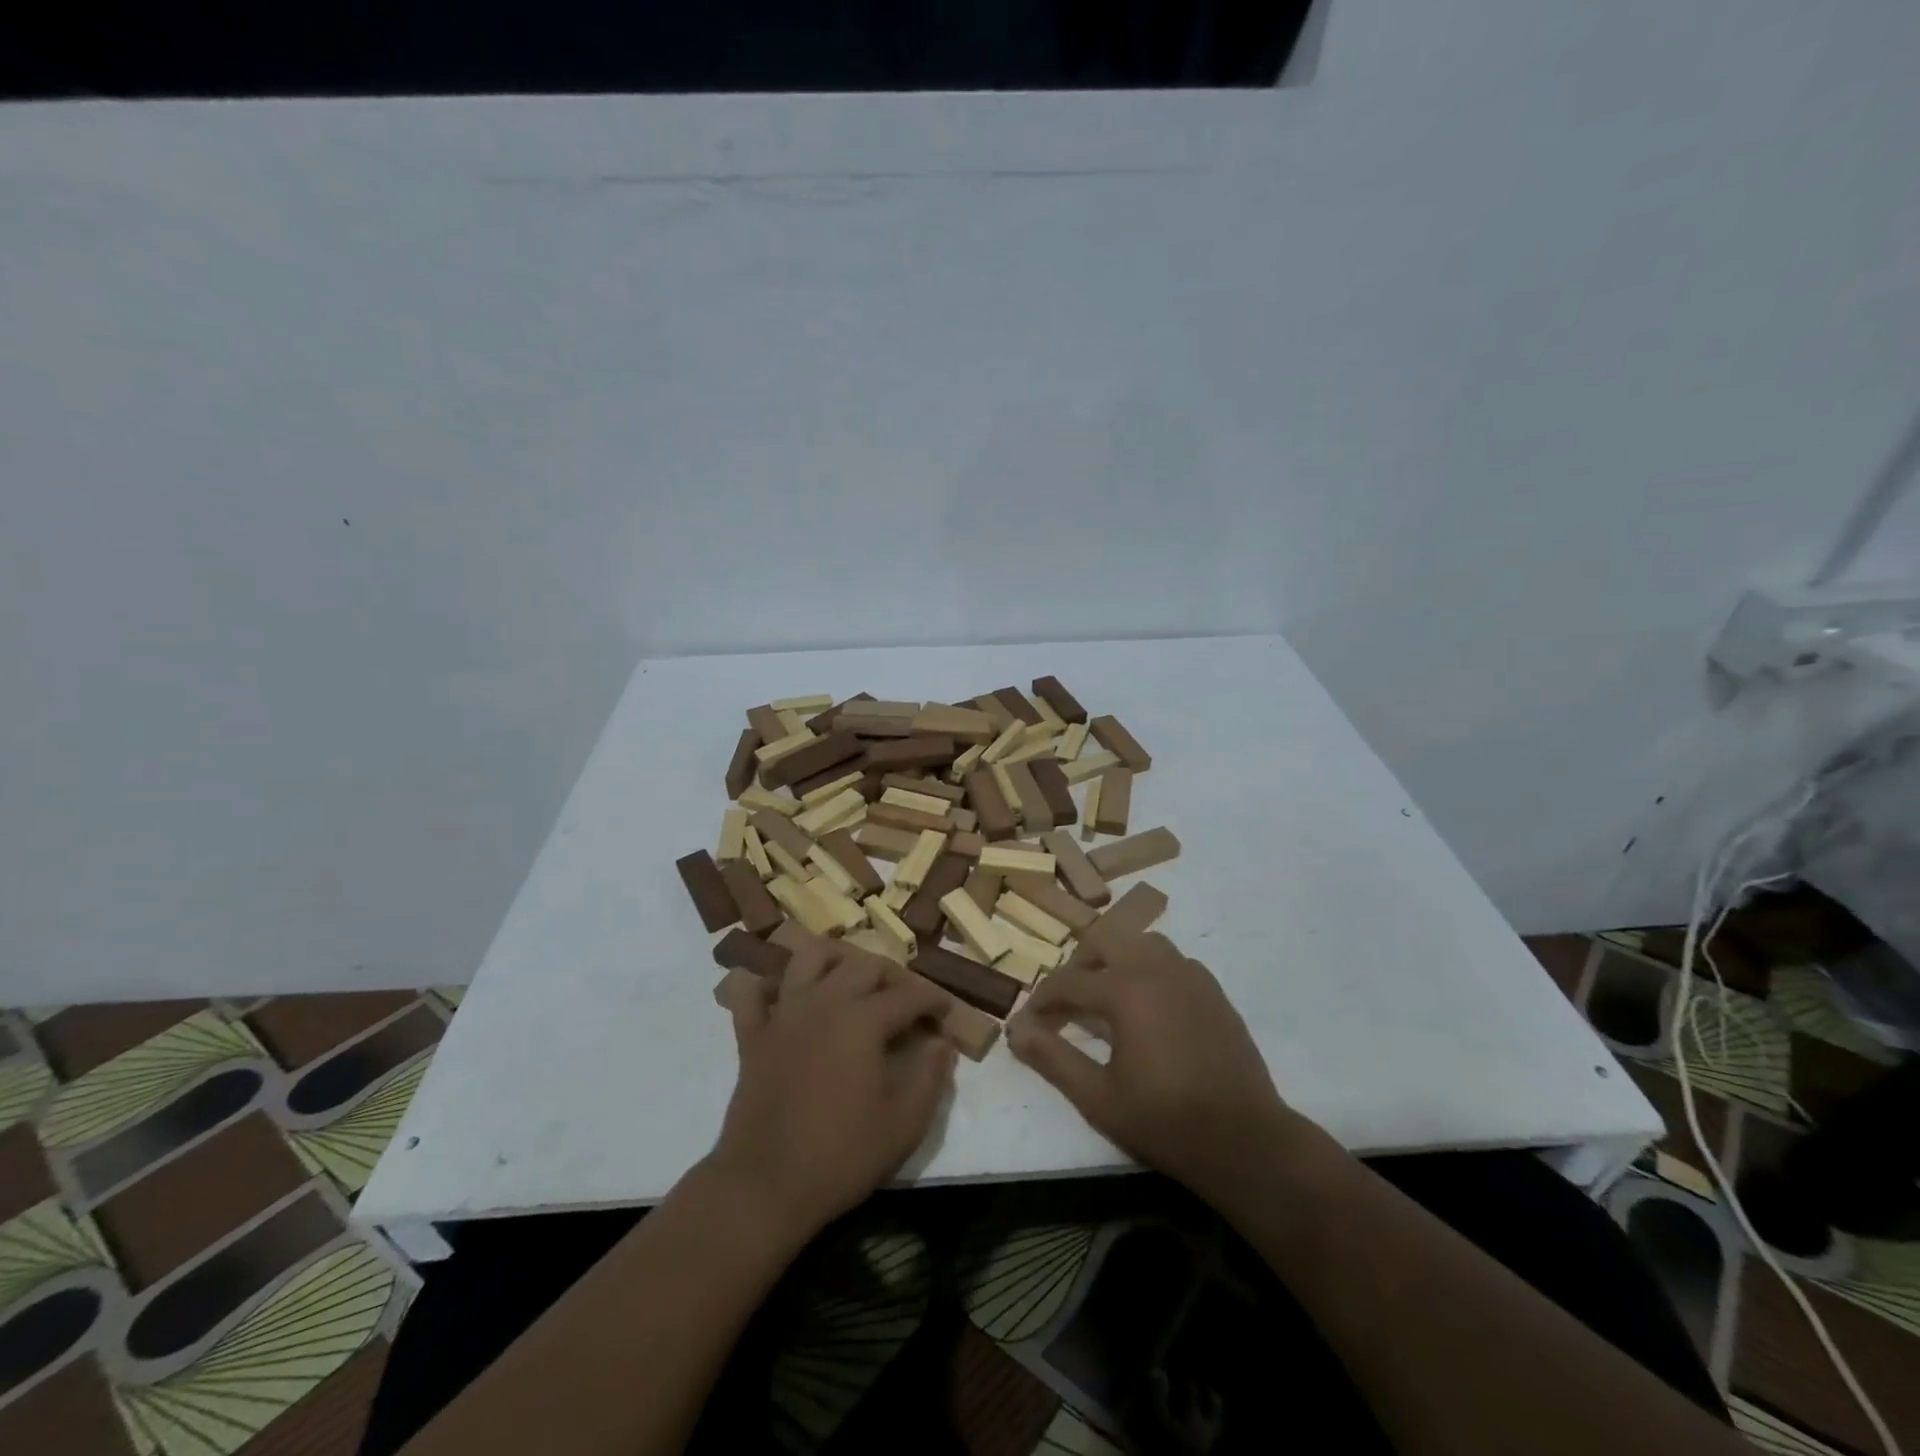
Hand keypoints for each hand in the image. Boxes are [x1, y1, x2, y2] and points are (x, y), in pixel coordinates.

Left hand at [707, 946, 955, 1241]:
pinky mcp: (752, 1035)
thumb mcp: (904, 1125)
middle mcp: (823, 1002)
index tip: (946, 1013)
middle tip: (907, 1000)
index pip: (908, 995)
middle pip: (863, 964)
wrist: (763, 1187)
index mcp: (863, 1020)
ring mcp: (783, 1014)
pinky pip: (754, 993)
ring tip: (852, 981)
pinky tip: (786, 998)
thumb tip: (942, 1043)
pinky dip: (769, 985)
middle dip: (892, 976)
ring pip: (809, 958)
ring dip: (836, 960)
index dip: (933, 1000)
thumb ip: (930, 1077)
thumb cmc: (840, 1157)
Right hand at [1007, 932, 1301, 1198]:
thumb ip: (1053, 1059)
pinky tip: (1149, 1007)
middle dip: (1079, 964)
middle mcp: (1158, 970)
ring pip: (1143, 943)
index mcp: (1126, 991)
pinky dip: (1150, 970)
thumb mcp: (1098, 1098)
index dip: (1042, 999)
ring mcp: (1192, 977)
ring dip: (1117, 960)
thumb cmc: (1165, 1122)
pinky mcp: (1214, 992)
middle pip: (1106, 941)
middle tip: (1067, 1001)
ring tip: (1106, 996)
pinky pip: (1173, 961)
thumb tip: (1015, 1031)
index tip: (1028, 1021)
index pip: (1069, 982)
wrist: (1246, 1142)